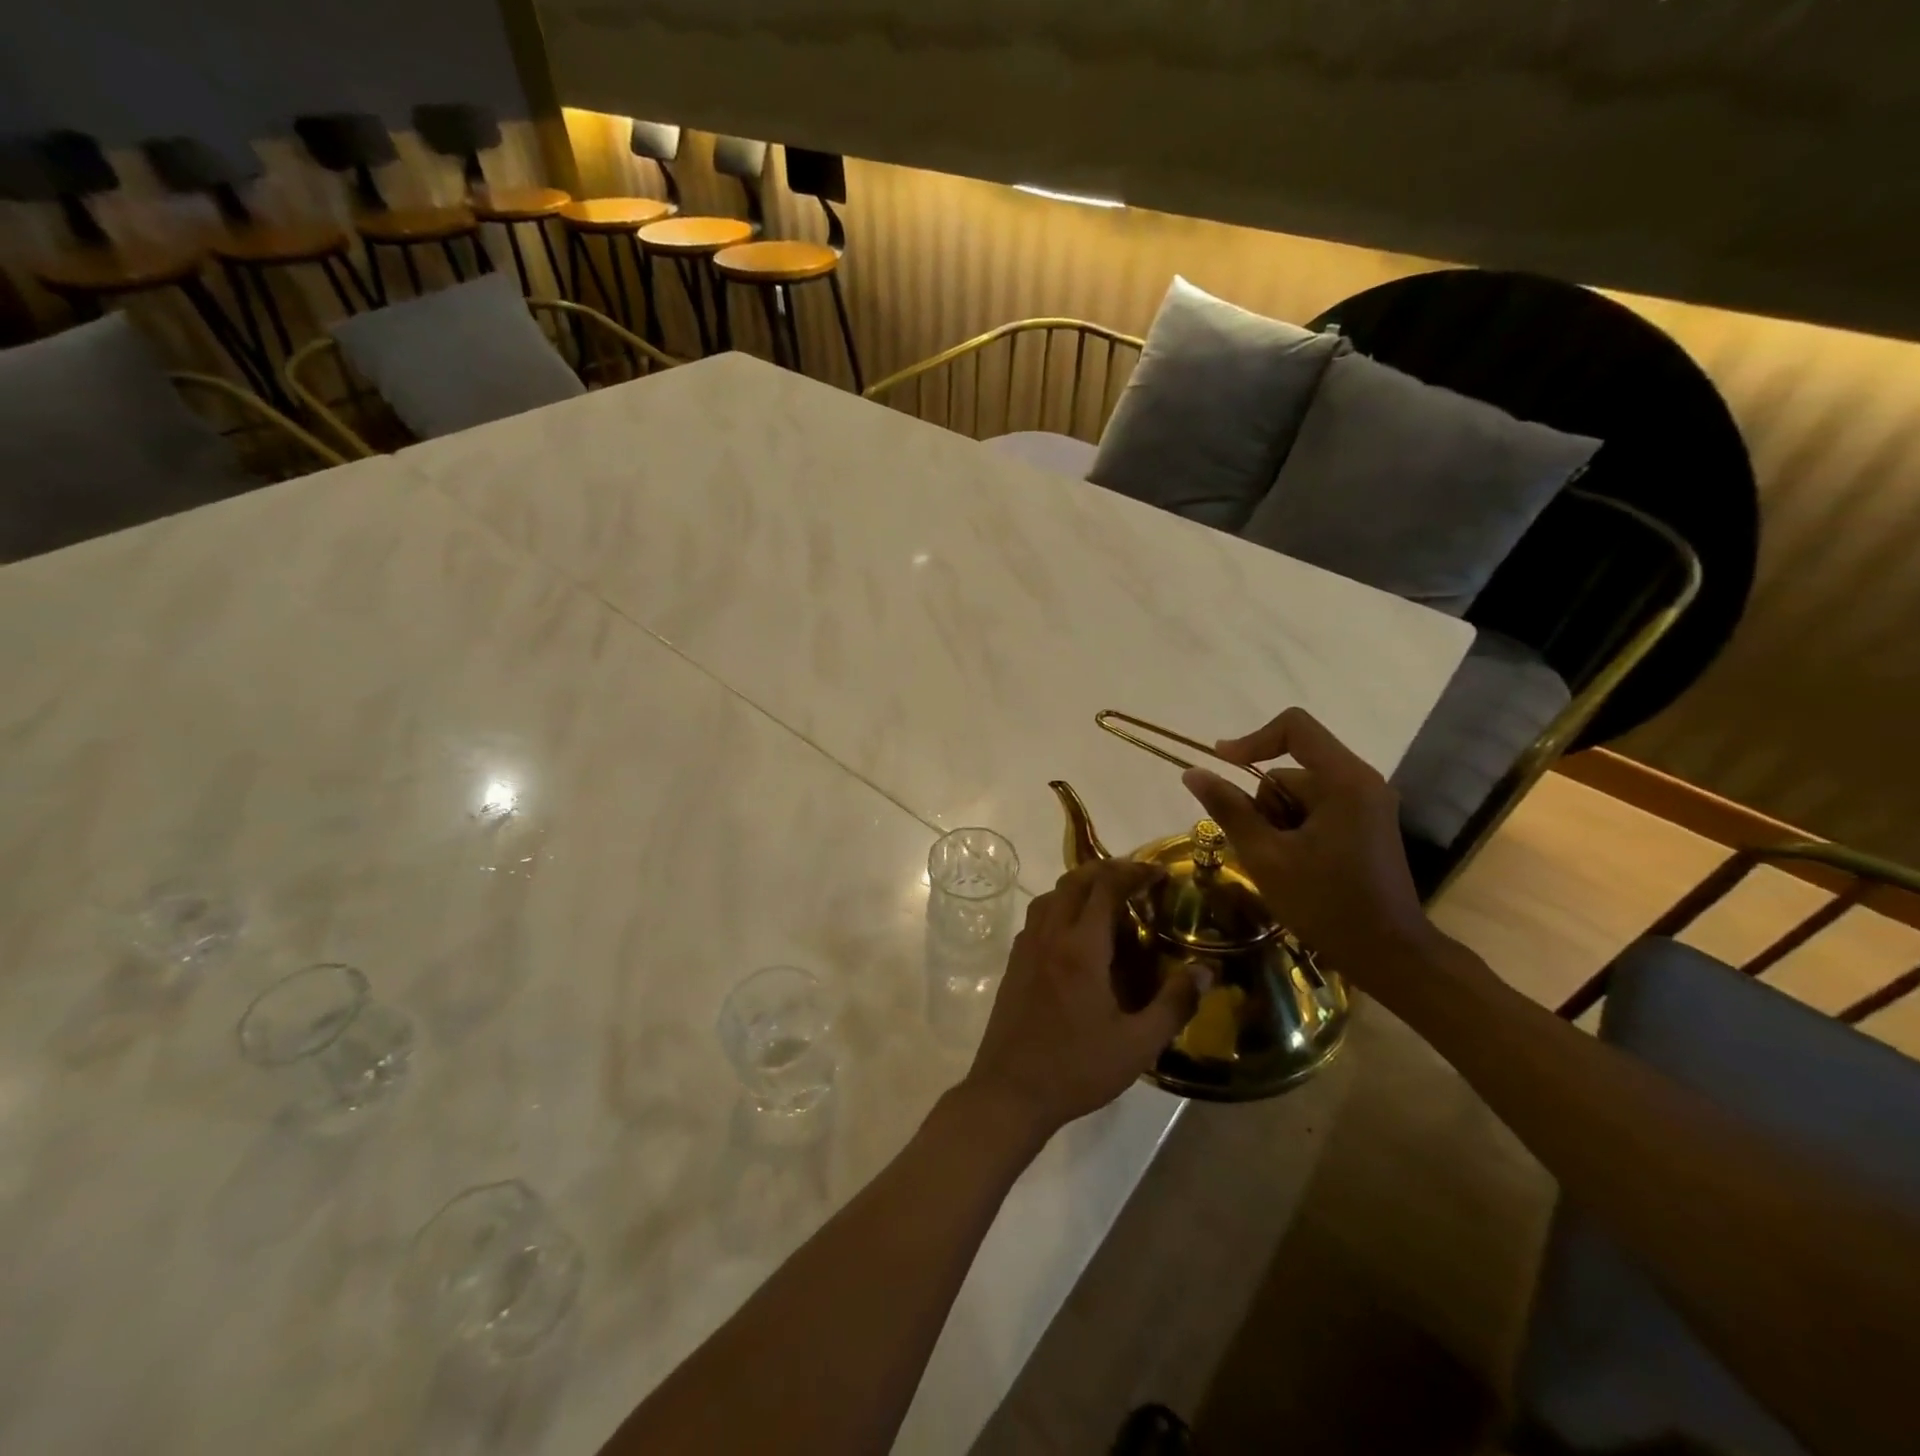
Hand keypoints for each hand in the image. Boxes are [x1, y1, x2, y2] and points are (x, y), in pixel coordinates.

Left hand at [962, 859, 1195, 1140]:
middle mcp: (1050, 936)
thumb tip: (1205, 970)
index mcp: (1081, 948)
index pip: (1105, 887)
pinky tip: (1075, 932)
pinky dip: (1059, 907)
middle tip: (1136, 878)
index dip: (1133, 871)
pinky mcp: (1014, 963)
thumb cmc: (1077, 1069)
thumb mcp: (1137, 1045)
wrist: (1010, 1091)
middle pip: (1074, 881)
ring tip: (1107, 898)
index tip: (1158, 872)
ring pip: (1051, 896)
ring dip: (1079, 885)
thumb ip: (1174, 1004)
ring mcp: (1026, 947)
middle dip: (1106, 869)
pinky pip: (1037, 917)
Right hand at [1182, 707, 1439, 980]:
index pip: (1294, 727)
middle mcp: (1361, 781)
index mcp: (1344, 780)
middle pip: (1292, 768)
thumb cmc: (1325, 904)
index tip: (1222, 765)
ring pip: (1299, 793)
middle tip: (1265, 849)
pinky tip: (1298, 866)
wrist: (1389, 954)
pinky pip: (1316, 809)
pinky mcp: (1366, 823)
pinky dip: (1296, 829)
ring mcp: (1367, 803)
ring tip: (1283, 864)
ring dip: (1279, 821)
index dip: (1252, 739)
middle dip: (1266, 804)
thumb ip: (1228, 809)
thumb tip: (1193, 772)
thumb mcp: (1266, 856)